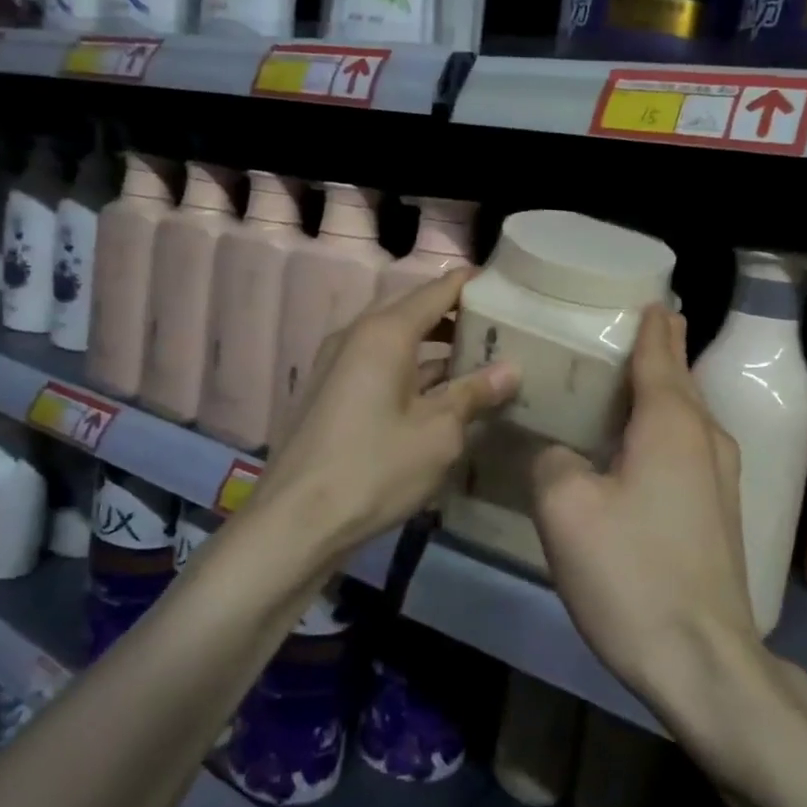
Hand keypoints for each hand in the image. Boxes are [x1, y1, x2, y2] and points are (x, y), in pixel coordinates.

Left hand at [254, 269, 519, 561]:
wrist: (295, 522)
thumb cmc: (375, 468)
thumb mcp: (439, 432)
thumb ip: (475, 392)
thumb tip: (511, 368)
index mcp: (385, 332)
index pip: (438, 290)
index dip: (473, 285)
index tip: (509, 289)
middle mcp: (357, 335)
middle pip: (415, 311)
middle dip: (457, 318)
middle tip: (502, 331)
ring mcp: (338, 363)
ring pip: (397, 340)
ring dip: (436, 348)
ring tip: (480, 363)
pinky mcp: (331, 392)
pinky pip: (379, 365)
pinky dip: (412, 371)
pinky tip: (441, 396)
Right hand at [529, 306, 761, 709]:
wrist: (703, 660)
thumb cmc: (632, 573)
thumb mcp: (567, 509)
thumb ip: (551, 460)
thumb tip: (555, 451)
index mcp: (672, 423)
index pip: (660, 353)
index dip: (651, 324)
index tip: (649, 297)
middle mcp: (706, 438)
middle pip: (679, 379)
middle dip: (659, 351)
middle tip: (629, 328)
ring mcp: (721, 478)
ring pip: (686, 416)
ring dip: (661, 392)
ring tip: (626, 380)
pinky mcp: (719, 513)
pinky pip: (687, 449)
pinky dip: (663, 430)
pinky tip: (636, 445)